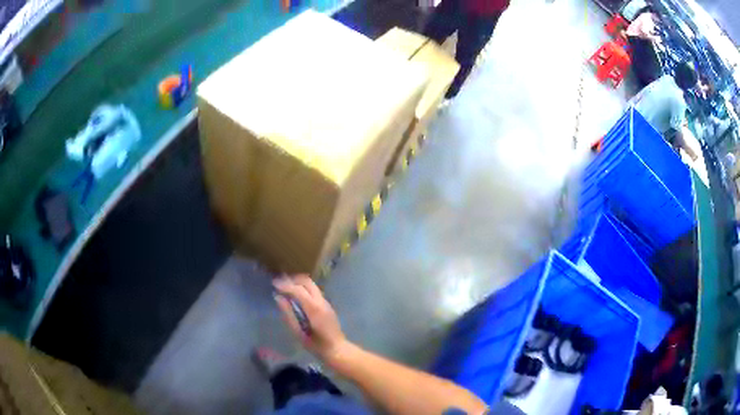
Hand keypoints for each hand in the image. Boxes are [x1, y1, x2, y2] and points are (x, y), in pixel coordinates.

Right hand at [273, 274, 348, 363]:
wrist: (336, 349)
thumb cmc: (316, 345)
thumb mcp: (298, 332)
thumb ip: (288, 314)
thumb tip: (278, 297)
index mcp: (314, 309)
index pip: (298, 290)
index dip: (285, 285)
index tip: (273, 284)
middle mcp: (321, 301)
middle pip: (306, 281)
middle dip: (292, 279)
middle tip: (279, 283)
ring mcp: (326, 302)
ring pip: (311, 284)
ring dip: (298, 282)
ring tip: (285, 287)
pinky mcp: (327, 305)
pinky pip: (314, 290)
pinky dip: (303, 288)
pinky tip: (295, 295)